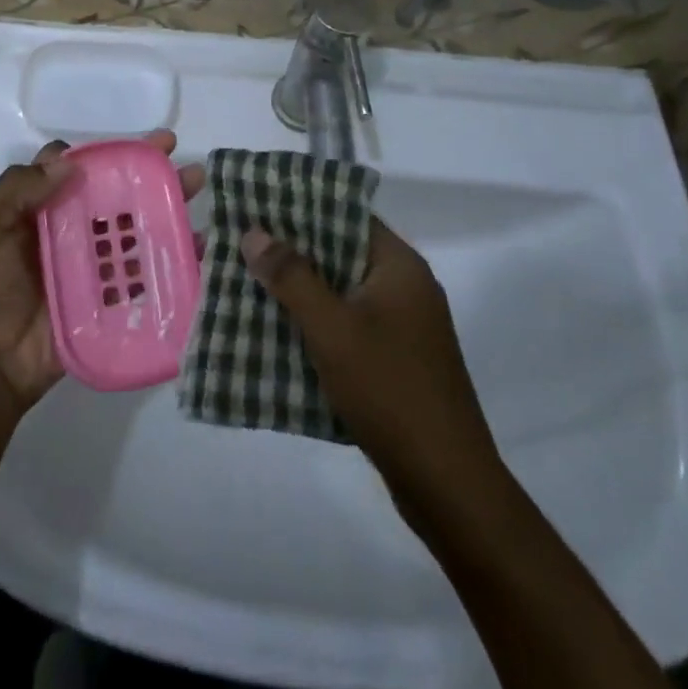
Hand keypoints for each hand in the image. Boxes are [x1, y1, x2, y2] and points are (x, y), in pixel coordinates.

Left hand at [0, 131, 206, 414]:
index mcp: (38, 207)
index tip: (132, 145)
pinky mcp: (110, 294)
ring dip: (165, 202)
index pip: (74, 168)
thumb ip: (18, 189)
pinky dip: (171, 254)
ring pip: (133, 224)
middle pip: (112, 191)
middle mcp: (69, 227)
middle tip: (175, 152)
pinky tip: (197, 242)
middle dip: (146, 169)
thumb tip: (69, 163)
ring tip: (197, 184)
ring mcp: (92, 262)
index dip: (101, 153)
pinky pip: (143, 269)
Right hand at [241, 219, 505, 522]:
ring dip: (298, 288)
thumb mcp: (332, 328)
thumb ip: (292, 277)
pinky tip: (275, 328)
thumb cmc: (389, 390)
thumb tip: (254, 232)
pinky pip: (346, 324)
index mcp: (399, 266)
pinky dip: (314, 321)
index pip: (346, 215)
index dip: (301, 206)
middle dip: (290, 250)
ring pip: (340, 291)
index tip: (256, 203)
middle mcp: (404, 287)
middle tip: (239, 242)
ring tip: (245, 280)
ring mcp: (402, 326)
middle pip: (340, 252)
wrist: (447, 485)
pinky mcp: (394, 359)